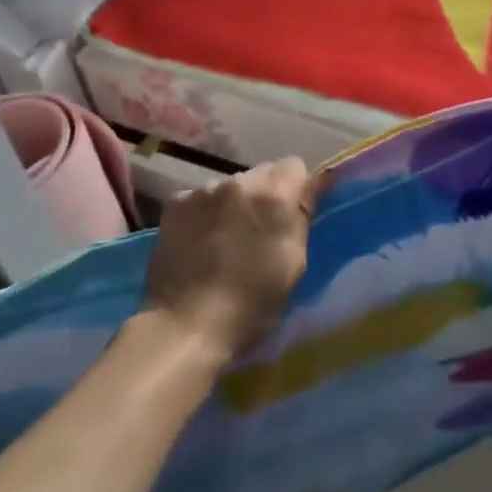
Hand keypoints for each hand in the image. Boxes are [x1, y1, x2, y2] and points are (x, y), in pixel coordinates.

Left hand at [143, 157, 324, 364]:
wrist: (186, 325)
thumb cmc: (252, 303)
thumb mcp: (293, 262)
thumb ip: (303, 216)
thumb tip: (315, 184)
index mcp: (274, 195)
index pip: (294, 165)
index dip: (296, 188)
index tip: (291, 214)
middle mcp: (239, 181)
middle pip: (261, 173)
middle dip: (264, 194)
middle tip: (259, 231)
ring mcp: (204, 189)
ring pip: (230, 186)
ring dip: (234, 204)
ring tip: (225, 240)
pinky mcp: (176, 203)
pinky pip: (202, 198)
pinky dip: (206, 214)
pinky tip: (200, 242)